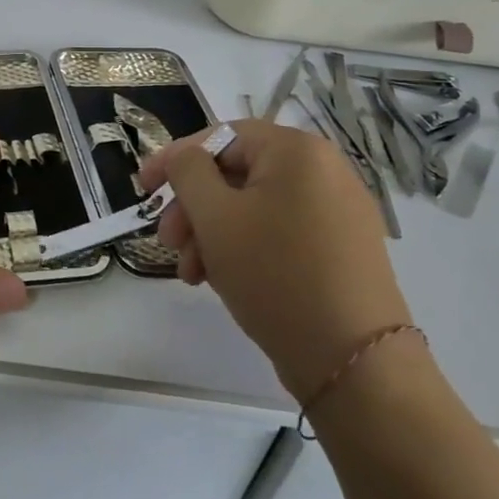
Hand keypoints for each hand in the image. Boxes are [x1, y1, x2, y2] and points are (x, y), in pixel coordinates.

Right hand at [137, 120, 410, 402]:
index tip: (143, 190)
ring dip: (212, 233)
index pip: (220, 137)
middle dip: (193, 207)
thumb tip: (184, 156)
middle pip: (236, 174)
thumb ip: (188, 171)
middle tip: (167, 241)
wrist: (355, 362)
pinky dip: (244, 248)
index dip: (175, 159)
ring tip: (191, 273)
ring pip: (254, 207)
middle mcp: (325, 171)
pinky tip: (221, 280)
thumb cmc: (275, 274)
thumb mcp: (215, 216)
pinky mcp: (342, 249)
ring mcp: (338, 212)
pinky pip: (279, 232)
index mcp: (297, 151)